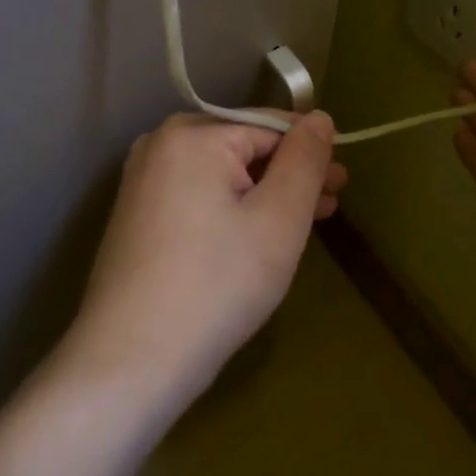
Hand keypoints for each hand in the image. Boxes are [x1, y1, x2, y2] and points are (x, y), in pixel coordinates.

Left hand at [68, 113, 347, 402]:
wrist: (132, 358)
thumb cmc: (217, 284)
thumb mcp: (279, 219)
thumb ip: (304, 161)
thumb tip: (319, 117)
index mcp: (191, 135)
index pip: (268, 126)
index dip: (310, 151)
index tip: (343, 181)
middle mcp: (159, 146)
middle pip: (242, 148)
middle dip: (290, 174)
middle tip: (332, 202)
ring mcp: (142, 182)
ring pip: (221, 176)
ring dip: (266, 194)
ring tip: (307, 220)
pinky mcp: (137, 216)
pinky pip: (198, 197)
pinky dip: (233, 210)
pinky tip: (259, 234)